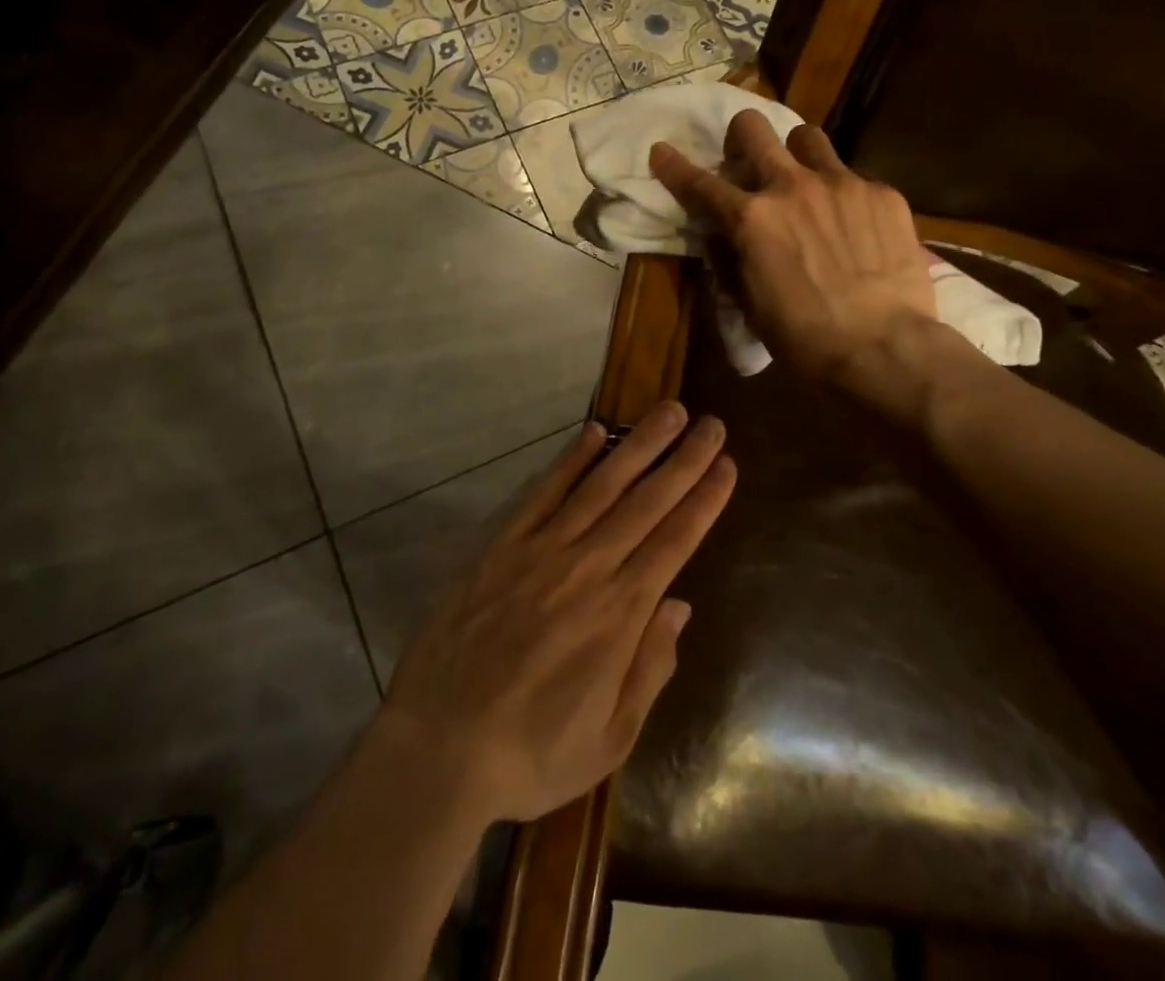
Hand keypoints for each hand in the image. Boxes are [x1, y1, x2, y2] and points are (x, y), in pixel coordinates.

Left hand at [380, 403, 734, 822]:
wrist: (437, 747)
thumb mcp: (610, 738)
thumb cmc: (531, 753)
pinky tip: (593, 432)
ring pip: (601, 485)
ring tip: (669, 411)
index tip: (726, 466)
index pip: (675, 541)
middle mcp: (588, 568)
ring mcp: (541, 549)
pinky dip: (570, 459)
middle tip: (711, 424)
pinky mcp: (501, 544)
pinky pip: (542, 492)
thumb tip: (679, 606)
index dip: (704, 500)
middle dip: (684, 461)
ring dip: (639, 445)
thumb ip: (650, 667)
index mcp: (620, 614)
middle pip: (646, 502)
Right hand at [649, 110, 940, 385]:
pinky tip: (855, 226)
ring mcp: (842, 184)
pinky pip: (854, 175)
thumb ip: (731, 259)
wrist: (883, 350)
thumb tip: (722, 235)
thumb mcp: (750, 305)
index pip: (700, 184)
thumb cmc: (805, 339)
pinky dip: (843, 194)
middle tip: (748, 160)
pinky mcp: (883, 194)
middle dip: (741, 137)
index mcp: (751, 219)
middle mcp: (792, 187)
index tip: (661, 151)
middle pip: (754, 128)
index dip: (673, 167)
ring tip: (806, 185)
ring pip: (808, 137)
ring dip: (796, 155)